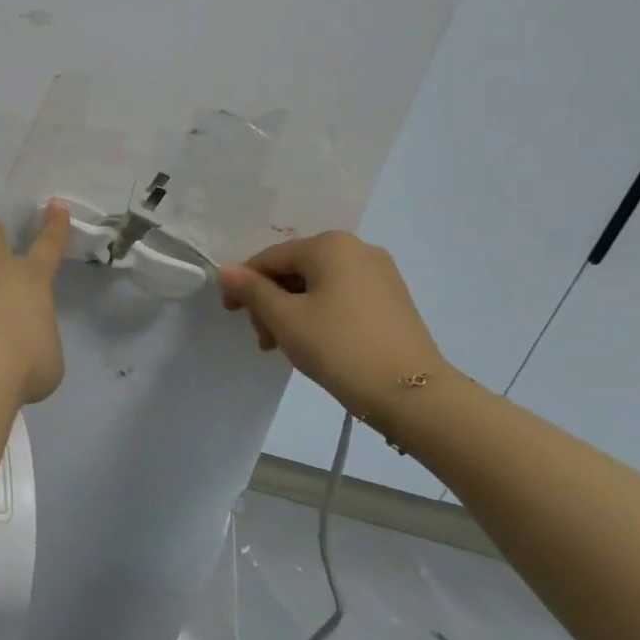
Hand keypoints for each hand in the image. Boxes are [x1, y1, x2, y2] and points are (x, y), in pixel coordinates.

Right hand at [219, 231, 447, 419]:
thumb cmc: (339, 347)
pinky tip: (314, 343)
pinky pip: (341, 297)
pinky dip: (319, 314)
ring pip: (318, 285)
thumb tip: (227, 271)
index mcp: (330, 245)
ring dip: (292, 311)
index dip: (244, 284)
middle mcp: (357, 249)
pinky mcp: (392, 300)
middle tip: (263, 339)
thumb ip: (252, 291)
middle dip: (271, 302)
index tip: (231, 314)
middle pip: (295, 270)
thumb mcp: (285, 319)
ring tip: (284, 347)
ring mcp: (380, 274)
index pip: (271, 258)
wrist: (413, 394)